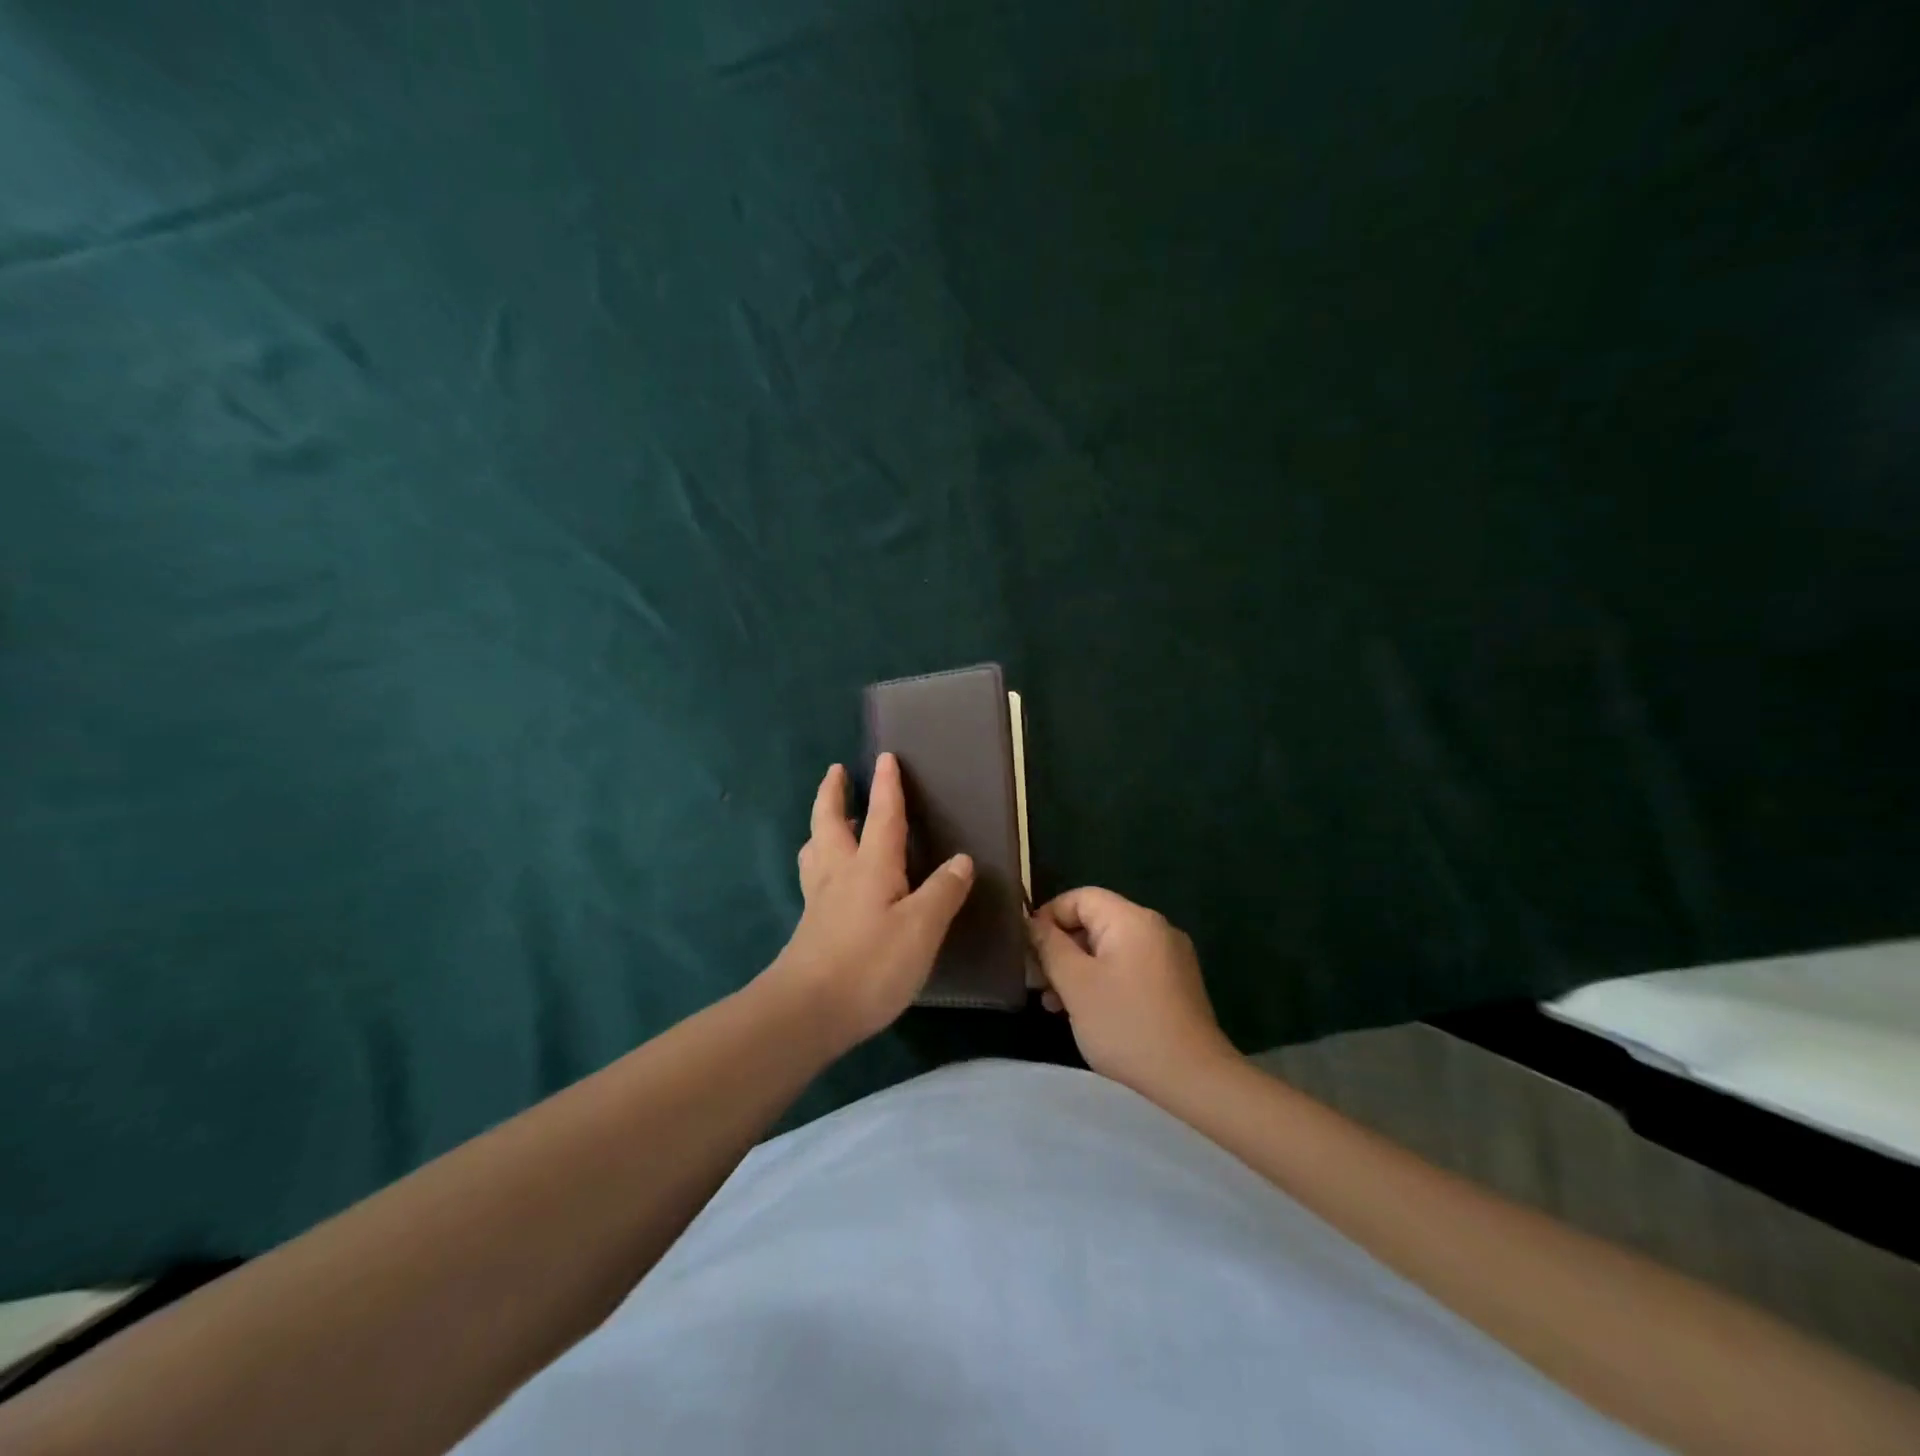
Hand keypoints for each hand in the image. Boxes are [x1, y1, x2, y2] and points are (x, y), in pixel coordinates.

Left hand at [764, 754, 974, 1050]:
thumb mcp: (921, 928)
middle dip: (834, 794)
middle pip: (830, 822)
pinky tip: (829, 879)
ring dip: (821, 826)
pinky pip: (813, 877)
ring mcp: (819, 900)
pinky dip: (819, 861)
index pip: (882, 816)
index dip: (887, 787)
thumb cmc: (870, 964)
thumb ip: (942, 891)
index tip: (885, 757)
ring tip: (829, 820)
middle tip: (836, 772)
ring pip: (815, 849)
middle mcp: (839, 873)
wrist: (807, 1012)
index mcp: (870, 866)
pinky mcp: (810, 926)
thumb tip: (962, 860)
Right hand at [1030, 887, 1236, 1099]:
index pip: (1081, 897)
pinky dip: (1103, 981)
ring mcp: (1170, 957)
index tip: (1029, 951)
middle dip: (1061, 948)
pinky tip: (1087, 1011)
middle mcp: (1155, 928)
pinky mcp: (1176, 984)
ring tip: (1054, 1004)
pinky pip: (1129, 968)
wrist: (1194, 1080)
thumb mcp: (1076, 984)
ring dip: (1079, 968)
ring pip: (1110, 948)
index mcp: (1132, 919)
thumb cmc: (1127, 1026)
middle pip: (1095, 922)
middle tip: (1038, 983)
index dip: (1048, 916)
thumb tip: (1032, 923)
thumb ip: (1049, 947)